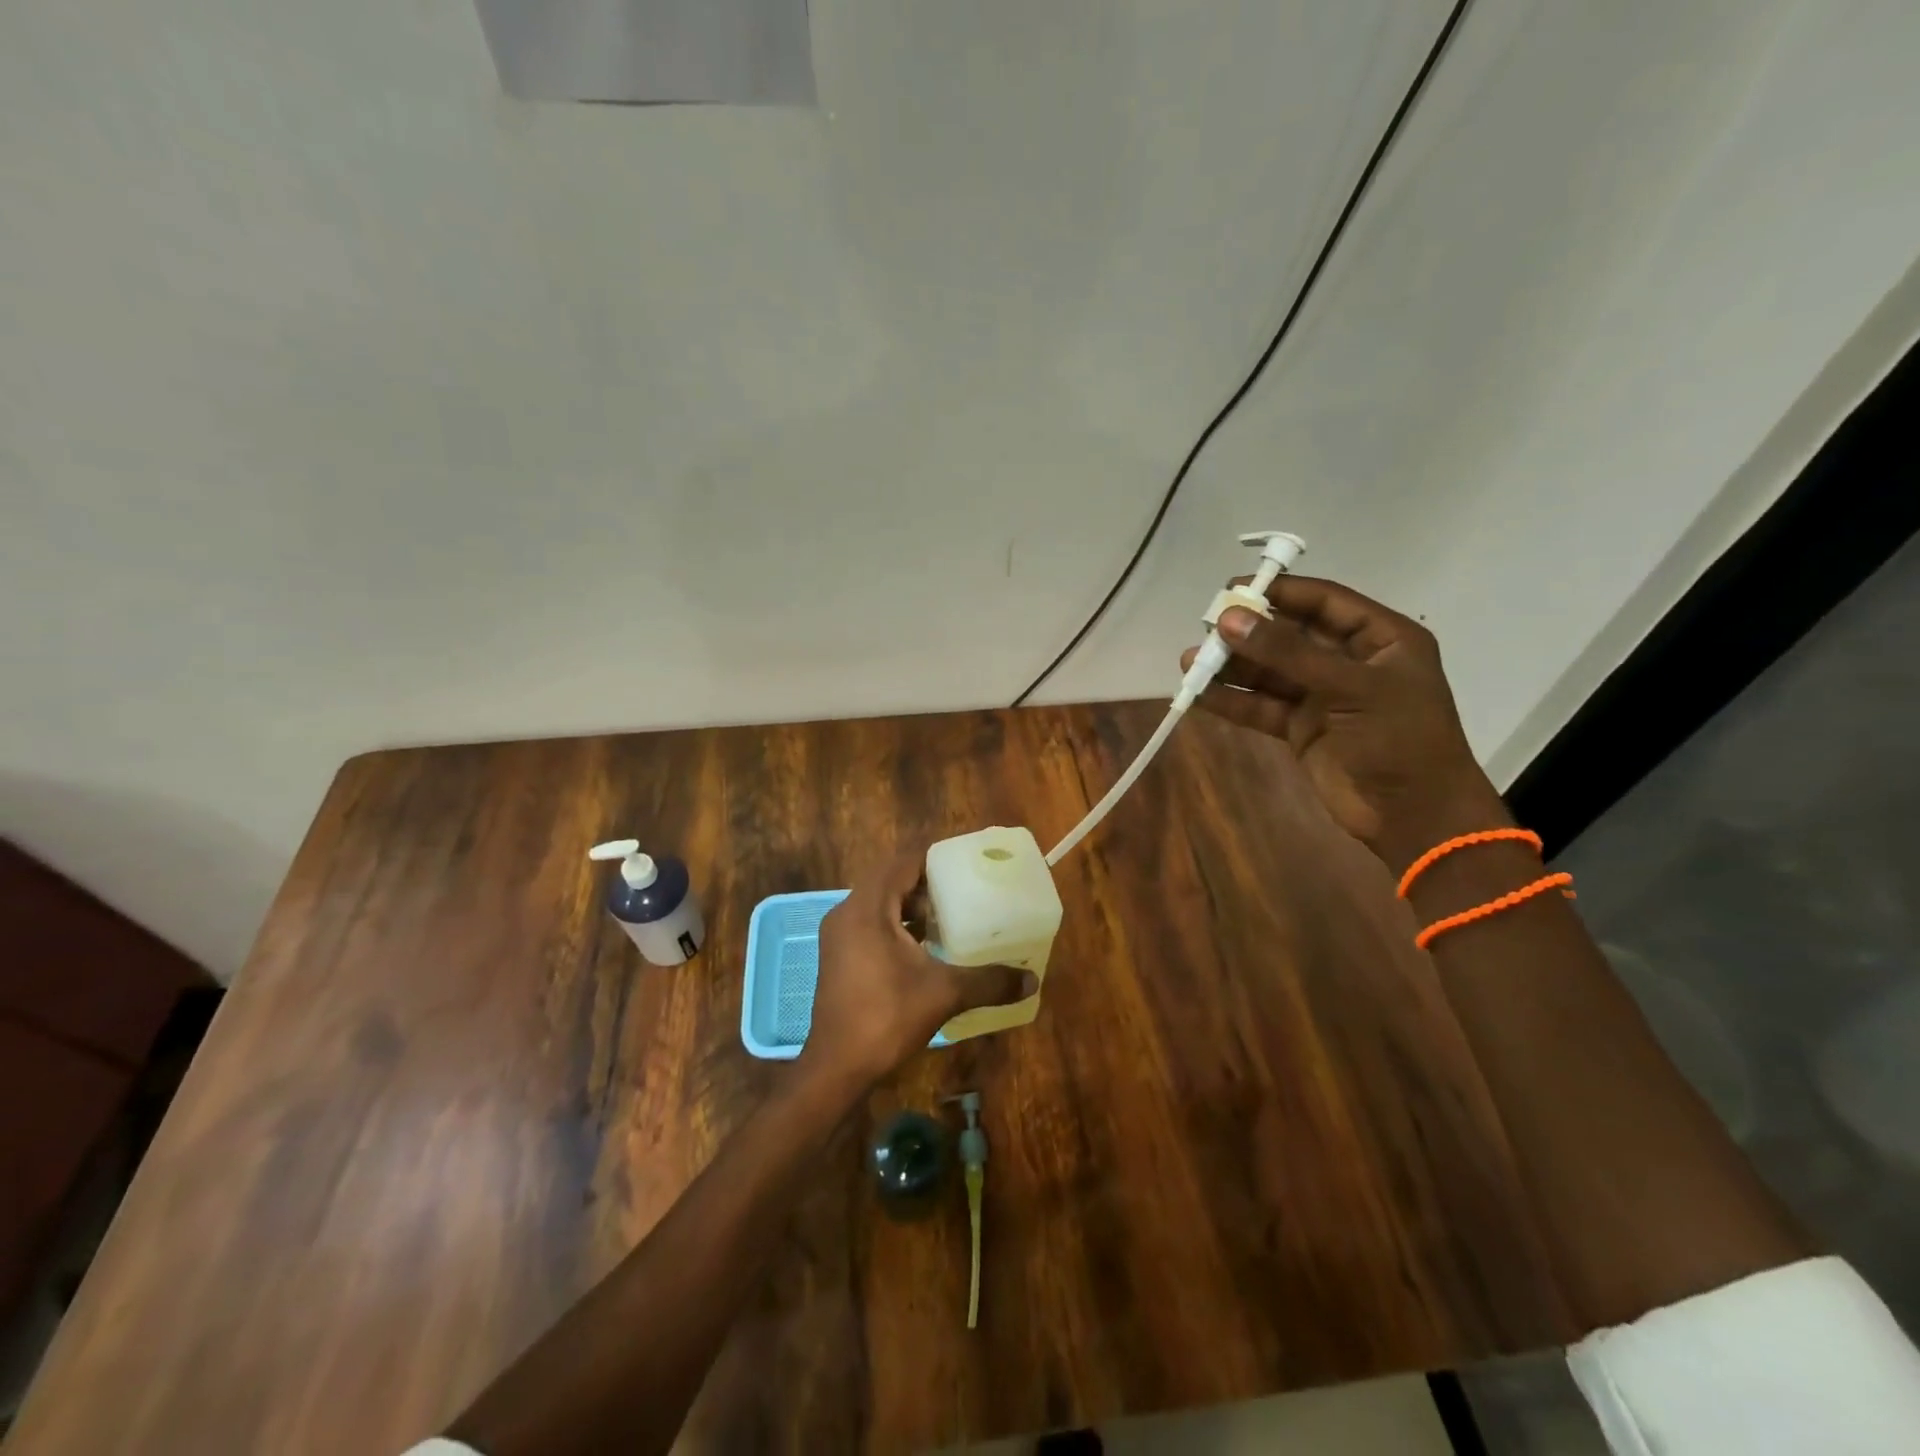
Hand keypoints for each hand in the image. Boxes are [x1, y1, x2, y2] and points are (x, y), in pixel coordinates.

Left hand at [800, 849, 1034, 1087]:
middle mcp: (847, 913)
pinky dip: (897, 927)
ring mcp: (839, 936)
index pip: (901, 863)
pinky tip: (925, 948)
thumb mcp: (943, 994)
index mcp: (867, 908)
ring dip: (911, 907)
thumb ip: (988, 981)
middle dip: (925, 884)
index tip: (964, 865)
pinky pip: (871, 924)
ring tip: (949, 919)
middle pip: (890, 881)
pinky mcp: (839, 956)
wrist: (836, 1067)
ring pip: (879, 904)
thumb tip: (1031, 979)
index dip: (933, 859)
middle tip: (962, 893)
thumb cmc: (886, 1017)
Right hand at [1181, 575, 1510, 873]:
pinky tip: (1200, 694)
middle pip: (1290, 635)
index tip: (1233, 588)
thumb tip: (1228, 619)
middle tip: (1206, 627)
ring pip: (1270, 672)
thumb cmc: (1399, 740)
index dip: (1281, 592)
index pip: (1324, 602)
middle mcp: (1349, 662)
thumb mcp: (1350, 687)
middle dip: (1248, 632)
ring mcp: (1323, 697)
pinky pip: (1261, 706)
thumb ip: (1287, 653)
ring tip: (1191, 661)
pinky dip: (1232, 701)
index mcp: (1380, 640)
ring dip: (1232, 667)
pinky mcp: (1301, 729)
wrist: (1414, 817)